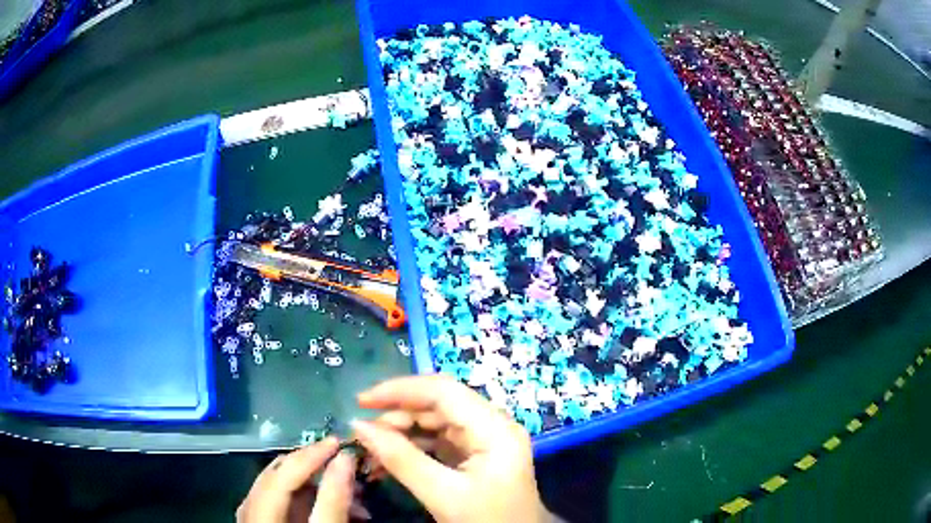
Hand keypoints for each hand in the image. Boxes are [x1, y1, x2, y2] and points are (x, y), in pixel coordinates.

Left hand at [237, 437, 362, 522]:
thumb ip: (333, 500)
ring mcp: (253, 516)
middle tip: (347, 467)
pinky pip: (281, 500)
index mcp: (261, 515)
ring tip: (353, 501)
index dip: (311, 456)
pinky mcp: (261, 521)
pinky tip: (334, 510)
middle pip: (277, 476)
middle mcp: (250, 510)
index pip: (283, 476)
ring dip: (315, 486)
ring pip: (280, 487)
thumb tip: (345, 459)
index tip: (340, 443)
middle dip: (314, 468)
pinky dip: (308, 499)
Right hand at [352, 375, 554, 522]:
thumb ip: (401, 459)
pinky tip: (388, 459)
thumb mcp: (443, 494)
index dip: (399, 390)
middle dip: (397, 416)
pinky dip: (412, 448)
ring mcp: (485, 439)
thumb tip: (358, 427)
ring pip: (435, 422)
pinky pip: (439, 441)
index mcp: (495, 428)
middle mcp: (492, 425)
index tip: (362, 400)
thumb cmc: (487, 521)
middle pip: (438, 405)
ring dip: (401, 433)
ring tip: (370, 449)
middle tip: (362, 433)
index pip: (443, 391)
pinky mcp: (475, 454)